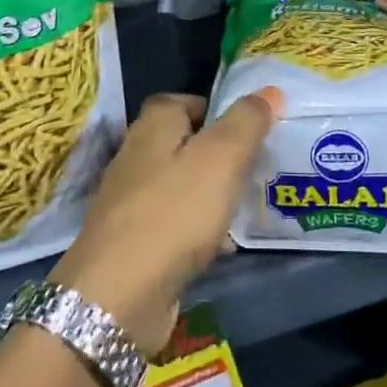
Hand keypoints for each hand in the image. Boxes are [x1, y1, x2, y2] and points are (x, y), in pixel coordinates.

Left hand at [50, 89, 281, 353]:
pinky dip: (198, 229)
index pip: (183, 100)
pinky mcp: (132, 242)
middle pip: (183, 143)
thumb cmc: (173, 213)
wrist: (117, 297)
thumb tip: (269, 90)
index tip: (249, 126)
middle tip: (257, 165)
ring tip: (248, 205)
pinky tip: (223, 247)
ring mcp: (131, 201)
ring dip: (211, 193)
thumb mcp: (221, 158)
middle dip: (219, 153)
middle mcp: (136, 155)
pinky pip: (174, 223)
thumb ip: (247, 121)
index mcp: (153, 126)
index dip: (216, 108)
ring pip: (181, 185)